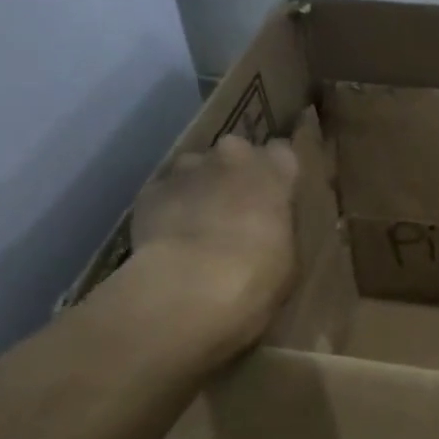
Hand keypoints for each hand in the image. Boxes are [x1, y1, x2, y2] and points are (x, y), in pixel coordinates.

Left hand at [131, 134, 300, 356]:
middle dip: (235, 175)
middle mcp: (231, 157)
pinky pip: (164, 193)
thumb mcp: (288, 257)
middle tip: (236, 211)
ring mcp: (186, 169)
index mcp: (273, 171)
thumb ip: (278, 229)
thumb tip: (267, 230)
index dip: (276, 174)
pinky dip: (167, 209)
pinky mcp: (150, 190)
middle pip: (235, 153)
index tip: (275, 196)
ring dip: (199, 189)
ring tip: (197, 227)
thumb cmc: (257, 275)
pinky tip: (169, 239)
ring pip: (195, 169)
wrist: (190, 285)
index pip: (281, 153)